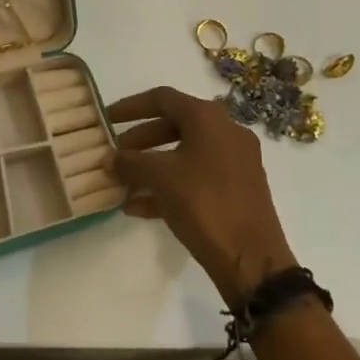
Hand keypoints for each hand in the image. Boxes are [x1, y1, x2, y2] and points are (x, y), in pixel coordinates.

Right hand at [107, 86, 296, 306]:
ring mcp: (236, 161)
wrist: (253, 260)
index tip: (106, 119)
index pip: (162, 98)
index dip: (131, 107)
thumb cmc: (204, 204)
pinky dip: (170, 185)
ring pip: (184, 153)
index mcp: (209, 118)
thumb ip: (130, 163)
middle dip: (140, 140)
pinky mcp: (239, 188)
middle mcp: (226, 131)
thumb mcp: (160, 178)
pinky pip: (197, 176)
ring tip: (123, 184)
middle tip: (116, 155)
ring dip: (152, 166)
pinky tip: (140, 208)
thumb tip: (109, 158)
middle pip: (174, 125)